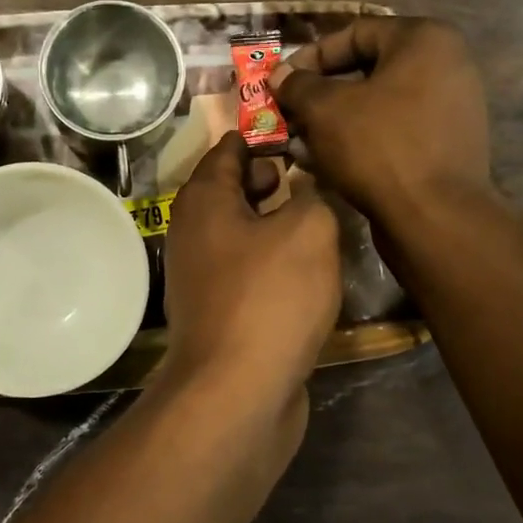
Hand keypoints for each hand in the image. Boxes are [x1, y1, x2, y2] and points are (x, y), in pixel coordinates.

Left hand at [161, 132, 340, 418]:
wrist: (237, 392)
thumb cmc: (269, 297)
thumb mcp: (308, 230)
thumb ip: (313, 195)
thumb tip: (307, 189)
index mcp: (204, 200)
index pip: (230, 147)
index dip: (267, 133)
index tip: (307, 130)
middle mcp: (194, 232)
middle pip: (235, 189)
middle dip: (276, 178)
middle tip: (323, 175)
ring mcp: (204, 276)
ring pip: (246, 232)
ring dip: (281, 223)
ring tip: (328, 218)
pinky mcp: (221, 312)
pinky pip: (251, 270)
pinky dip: (277, 261)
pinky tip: (312, 268)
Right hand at [269, 17, 493, 236]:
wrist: (434, 217)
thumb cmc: (378, 147)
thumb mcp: (325, 109)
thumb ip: (298, 85)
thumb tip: (280, 75)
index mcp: (424, 40)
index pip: (354, 33)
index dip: (310, 56)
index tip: (280, 82)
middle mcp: (446, 65)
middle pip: (367, 69)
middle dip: (320, 92)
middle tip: (289, 113)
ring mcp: (451, 107)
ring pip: (378, 103)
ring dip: (335, 119)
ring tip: (301, 140)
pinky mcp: (447, 145)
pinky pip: (395, 130)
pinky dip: (361, 139)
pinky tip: (328, 161)